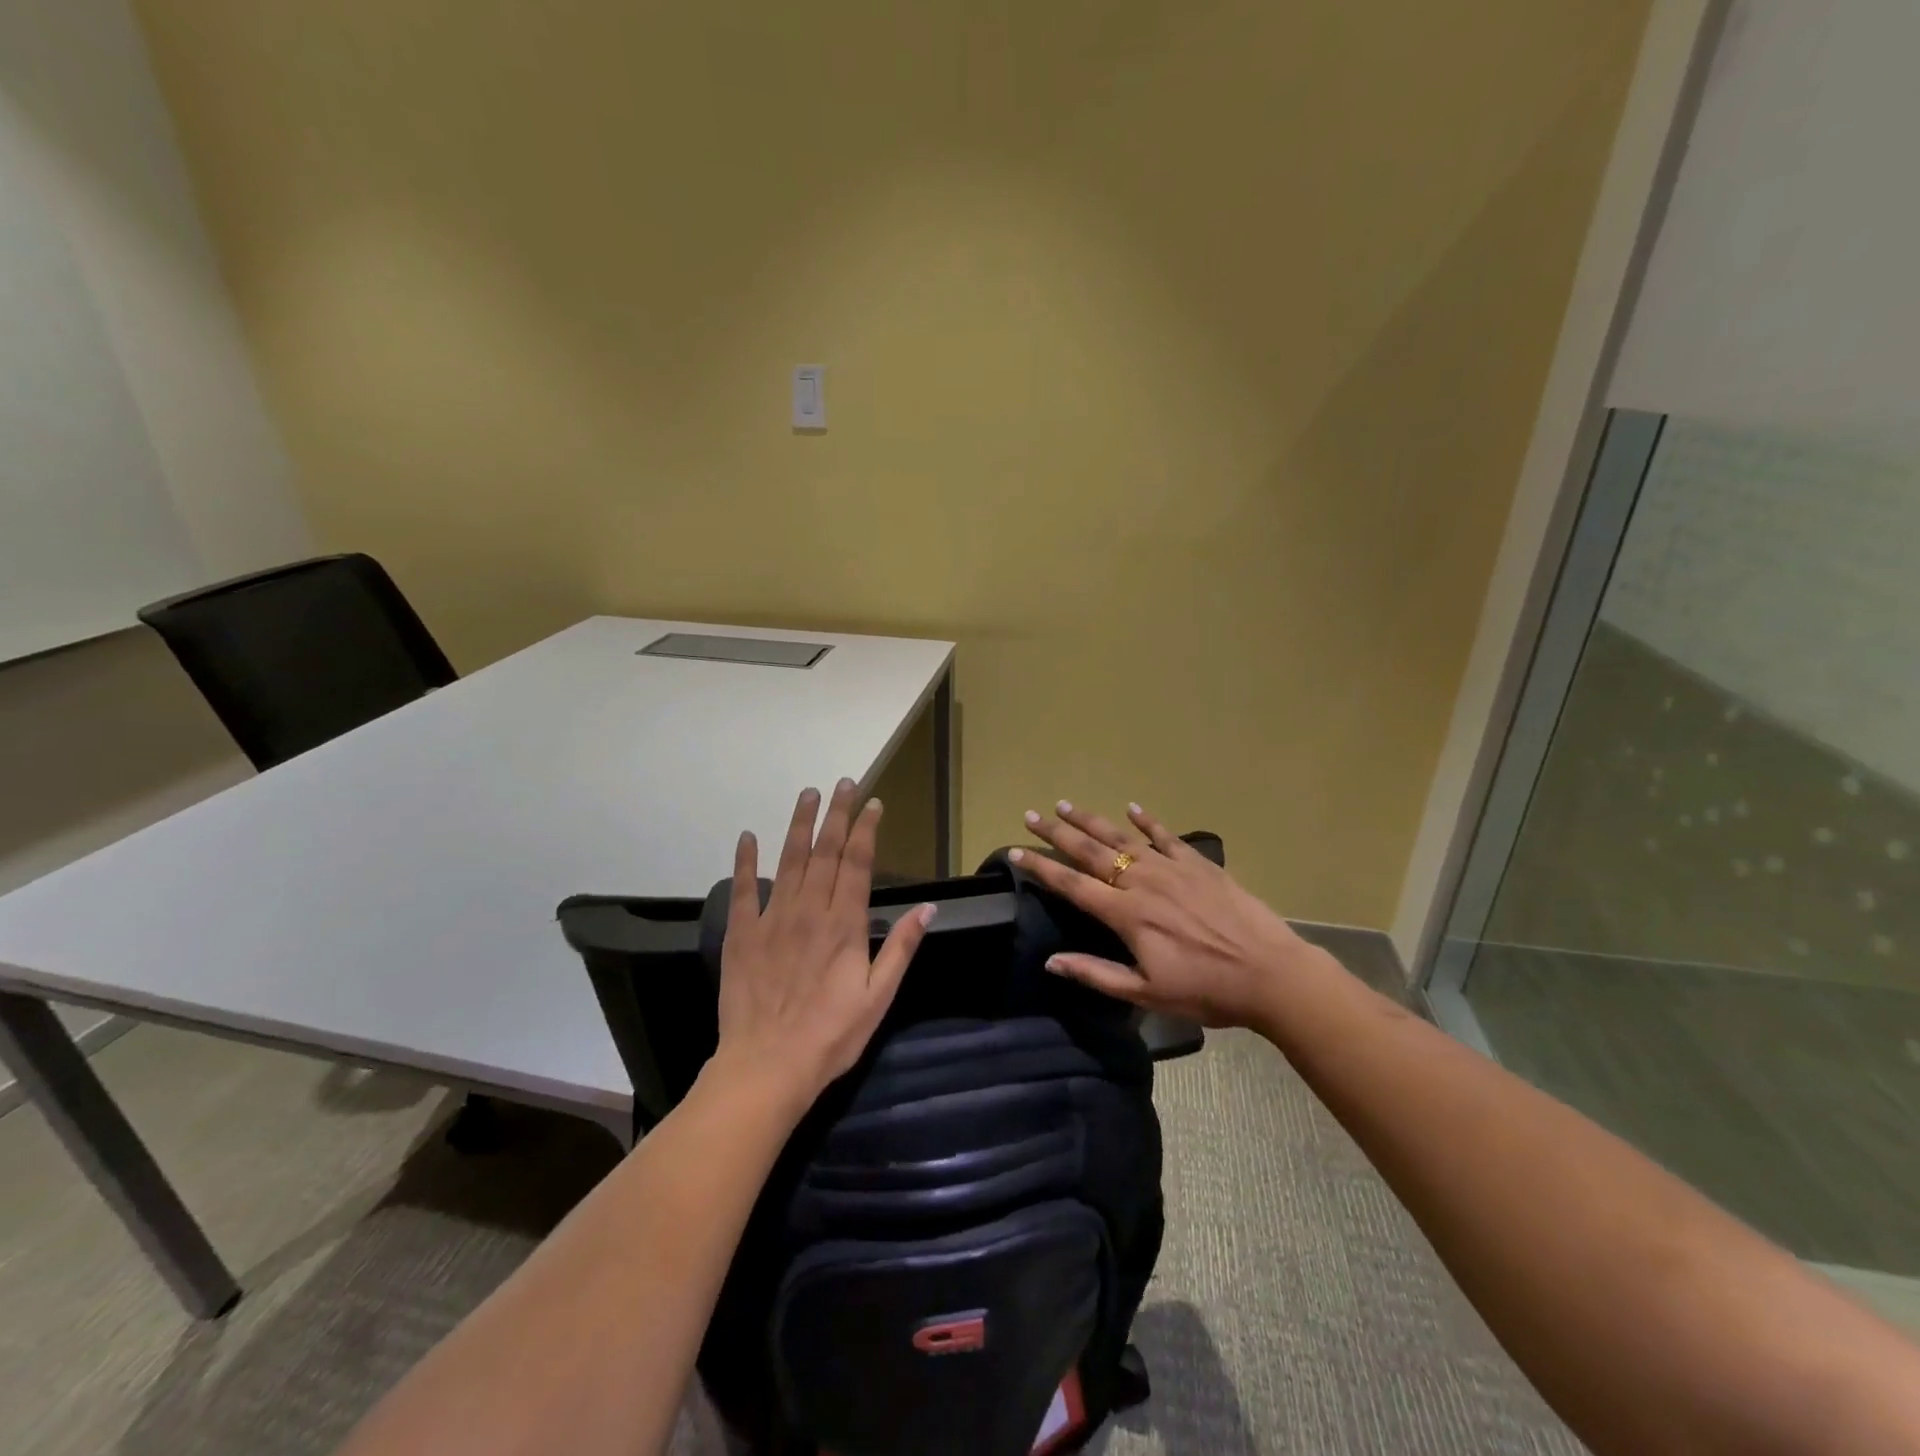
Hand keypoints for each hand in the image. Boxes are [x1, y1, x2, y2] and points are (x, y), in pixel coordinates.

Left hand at [711, 780, 934, 1114]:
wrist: (767, 1067)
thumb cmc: (830, 1036)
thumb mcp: (878, 997)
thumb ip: (901, 948)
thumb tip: (929, 907)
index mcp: (844, 924)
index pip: (857, 863)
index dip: (866, 829)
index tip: (873, 803)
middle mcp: (809, 910)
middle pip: (825, 851)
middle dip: (837, 814)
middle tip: (843, 783)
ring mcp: (772, 919)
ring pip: (788, 860)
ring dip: (799, 824)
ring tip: (807, 794)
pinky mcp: (742, 934)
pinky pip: (743, 889)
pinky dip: (745, 861)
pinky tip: (748, 837)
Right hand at [1010, 801, 1321, 1029]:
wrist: (1270, 974)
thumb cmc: (1206, 990)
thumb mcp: (1146, 994)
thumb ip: (1096, 974)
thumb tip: (1051, 961)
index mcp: (1126, 914)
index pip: (1071, 885)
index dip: (1041, 867)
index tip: (1015, 851)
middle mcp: (1142, 882)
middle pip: (1090, 852)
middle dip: (1057, 832)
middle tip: (1031, 814)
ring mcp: (1171, 868)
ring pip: (1122, 838)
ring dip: (1091, 821)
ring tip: (1065, 805)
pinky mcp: (1199, 864)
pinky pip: (1167, 836)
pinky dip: (1147, 820)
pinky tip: (1132, 807)